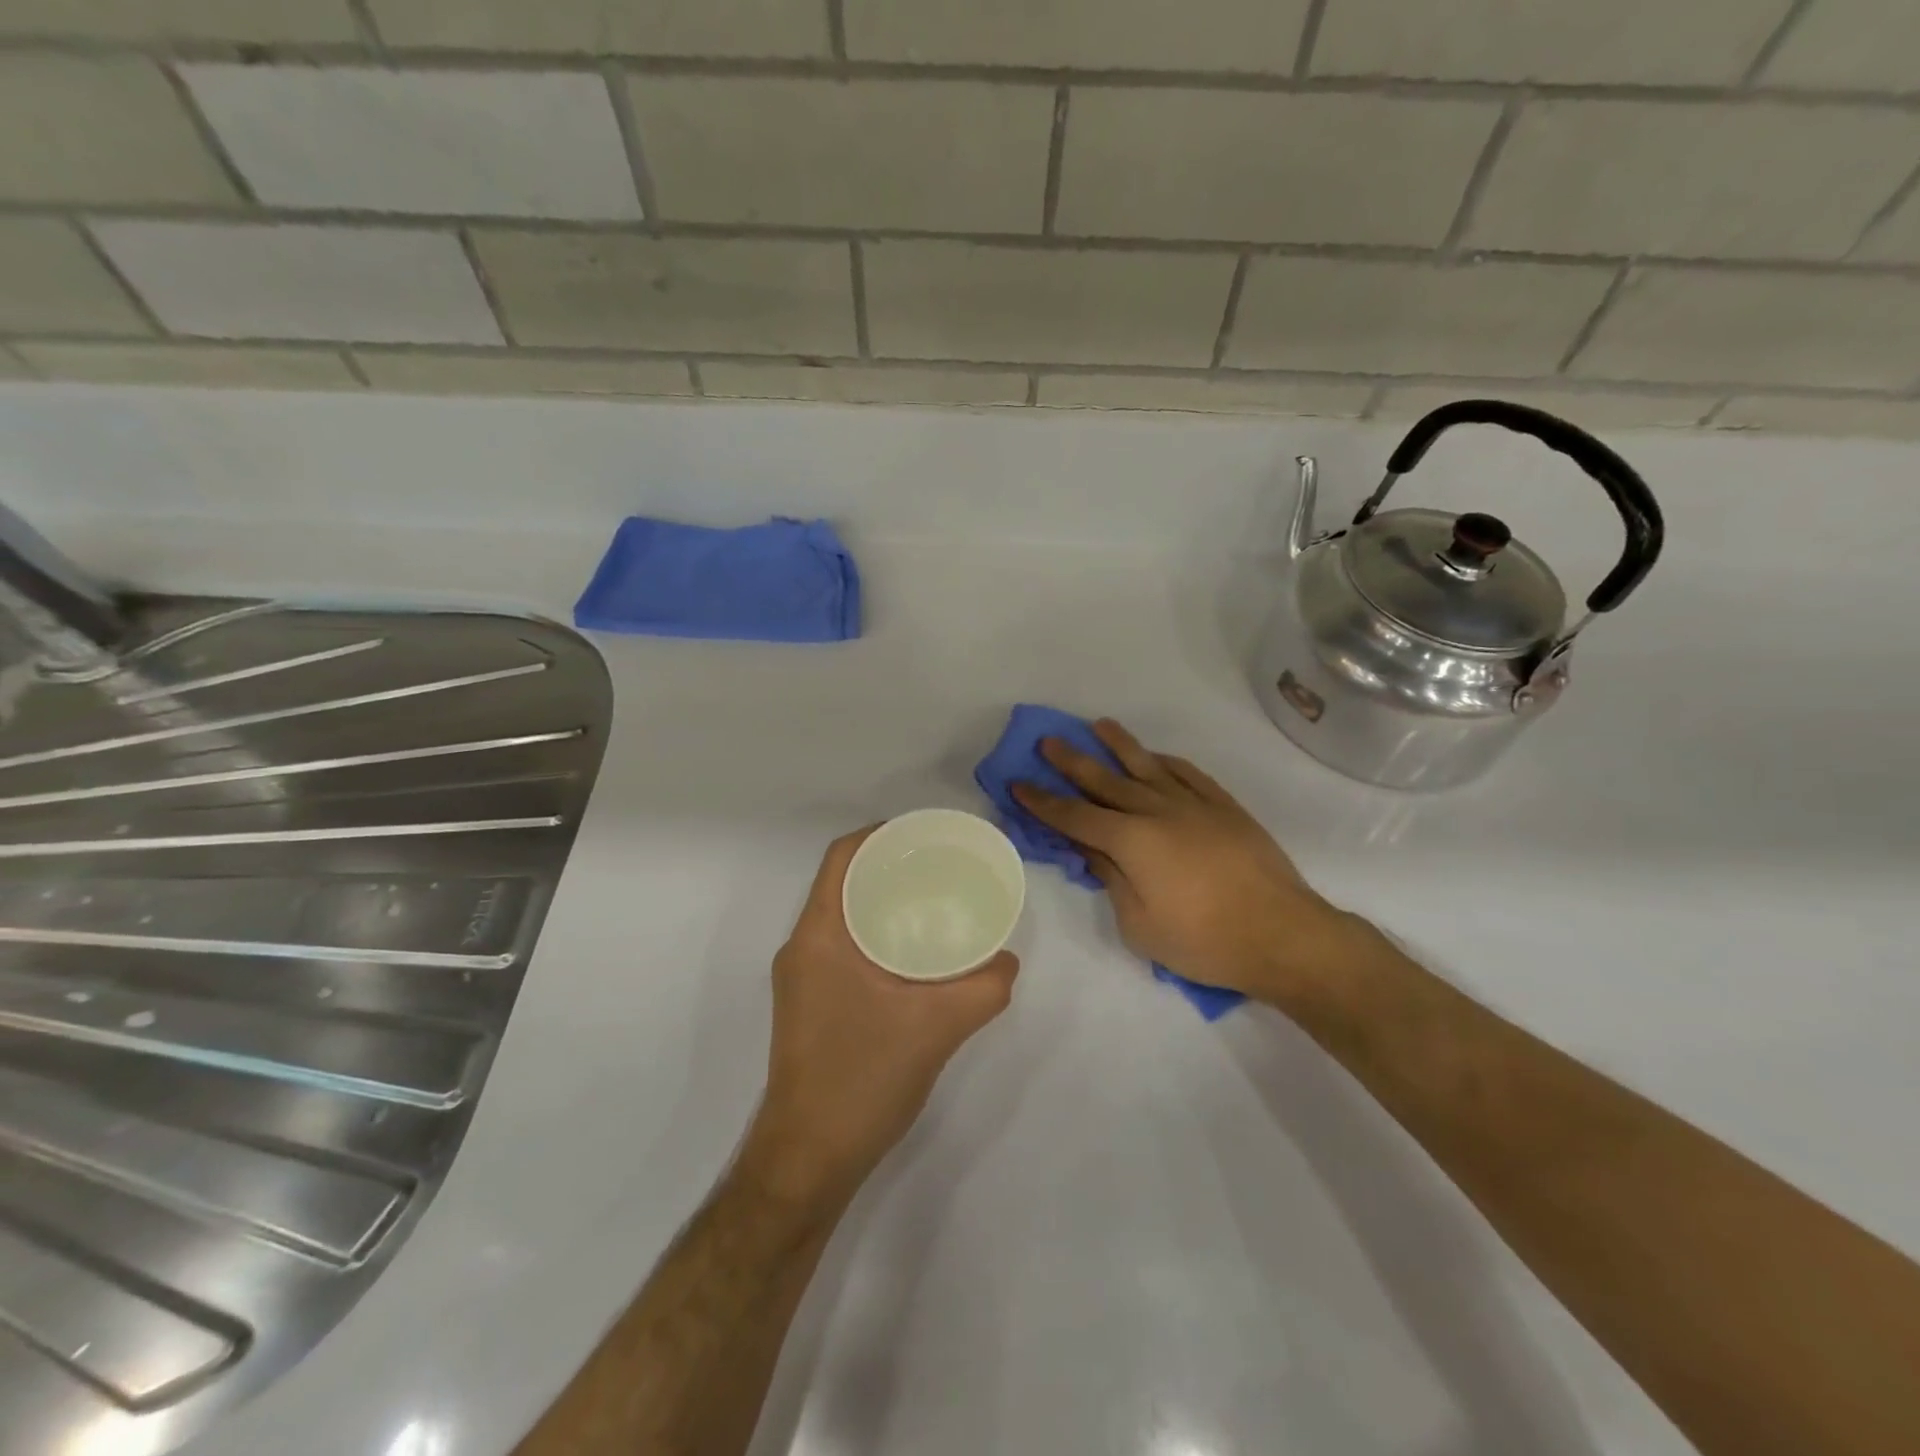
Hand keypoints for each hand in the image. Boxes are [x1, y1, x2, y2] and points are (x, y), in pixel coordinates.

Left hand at [740, 826, 1018, 1211]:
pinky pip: (843, 947)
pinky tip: (915, 955)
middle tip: (942, 867)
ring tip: (934, 903)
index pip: (842, 857)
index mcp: (818, 936)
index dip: (881, 834)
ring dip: (883, 902)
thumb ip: (984, 988)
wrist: (807, 1161)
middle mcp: (802, 948)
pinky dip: (876, 935)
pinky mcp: (809, 1005)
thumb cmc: (861, 1080)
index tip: (926, 835)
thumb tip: (1008, 960)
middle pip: (844, 882)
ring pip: (843, 917)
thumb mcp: (937, 1028)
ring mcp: (801, 979)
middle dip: (890, 867)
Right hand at [1012, 719, 1356, 1002]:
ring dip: (1118, 745)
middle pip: (1105, 781)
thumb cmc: (1203, 940)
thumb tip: (1091, 849)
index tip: (1018, 783)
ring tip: (1098, 726)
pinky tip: (1155, 756)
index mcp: (1131, 841)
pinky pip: (1188, 773)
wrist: (1282, 934)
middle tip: (1047, 741)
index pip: (1074, 816)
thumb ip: (1111, 879)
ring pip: (1147, 766)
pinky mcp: (1224, 806)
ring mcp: (1194, 804)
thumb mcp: (1139, 924)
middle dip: (1071, 761)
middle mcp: (1157, 810)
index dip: (1042, 801)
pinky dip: (1165, 761)